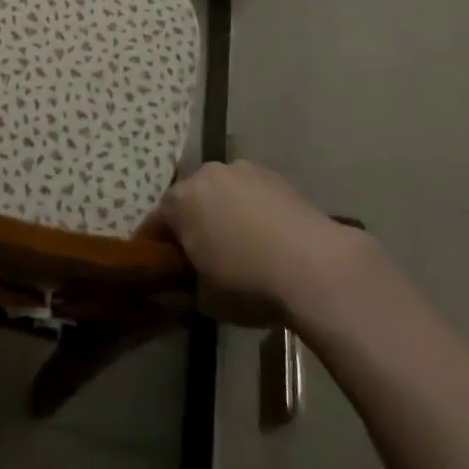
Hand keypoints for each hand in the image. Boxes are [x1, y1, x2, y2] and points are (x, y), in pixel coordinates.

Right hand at [139, 161, 377, 324]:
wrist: (313, 264)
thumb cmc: (248, 282)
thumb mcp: (205, 299)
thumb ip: (186, 285)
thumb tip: (187, 282)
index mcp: (180, 201)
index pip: (155, 222)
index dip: (156, 247)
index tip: (162, 268)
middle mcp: (206, 174)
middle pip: (189, 199)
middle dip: (192, 224)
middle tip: (201, 258)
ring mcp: (241, 169)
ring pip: (221, 192)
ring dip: (222, 212)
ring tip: (239, 247)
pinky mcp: (273, 175)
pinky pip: (249, 192)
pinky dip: (251, 209)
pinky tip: (266, 238)